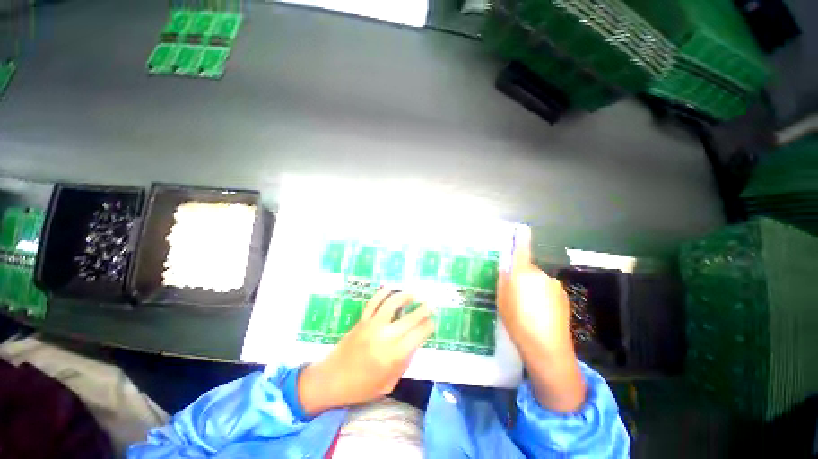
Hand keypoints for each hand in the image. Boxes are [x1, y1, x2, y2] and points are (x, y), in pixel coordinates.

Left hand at [297, 290, 433, 416]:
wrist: (331, 380)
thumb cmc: (361, 387)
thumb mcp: (389, 383)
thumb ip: (404, 363)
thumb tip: (414, 343)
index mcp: (394, 356)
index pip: (418, 335)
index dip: (428, 326)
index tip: (433, 322)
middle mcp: (385, 337)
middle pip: (409, 318)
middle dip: (423, 310)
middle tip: (429, 305)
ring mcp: (372, 326)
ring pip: (392, 304)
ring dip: (405, 296)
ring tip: (413, 293)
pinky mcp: (362, 320)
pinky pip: (374, 302)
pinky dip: (383, 293)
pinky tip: (390, 289)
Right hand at [497, 226, 585, 412]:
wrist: (548, 349)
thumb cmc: (518, 322)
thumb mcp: (502, 301)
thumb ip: (503, 280)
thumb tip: (506, 267)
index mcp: (524, 274)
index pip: (522, 251)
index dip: (521, 239)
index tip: (522, 228)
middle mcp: (541, 275)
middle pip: (528, 269)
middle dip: (521, 276)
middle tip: (514, 295)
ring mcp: (554, 286)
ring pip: (538, 281)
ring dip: (532, 288)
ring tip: (527, 309)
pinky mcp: (563, 297)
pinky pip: (547, 290)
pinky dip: (542, 297)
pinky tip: (539, 314)